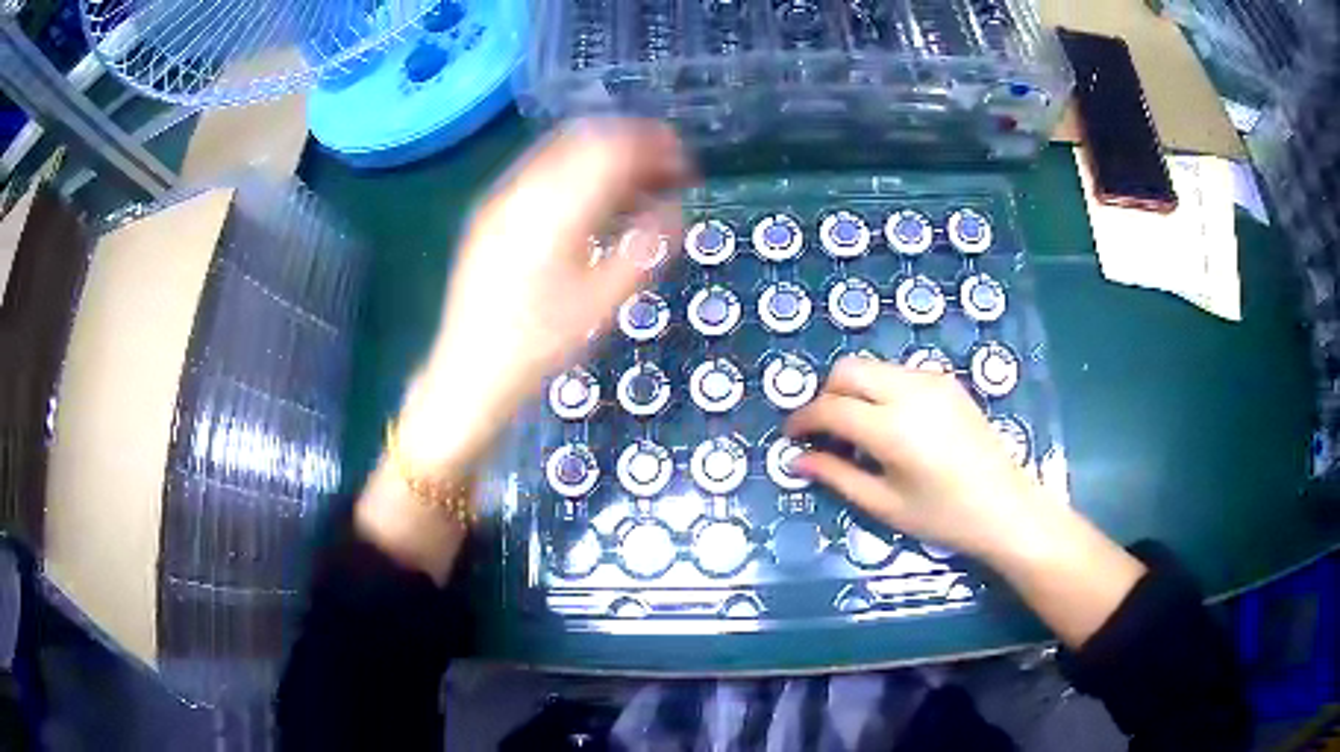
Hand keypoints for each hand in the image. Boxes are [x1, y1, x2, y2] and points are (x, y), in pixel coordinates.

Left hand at [356, 119, 690, 582]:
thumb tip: (673, 211)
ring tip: (633, 183)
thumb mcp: (603, 304)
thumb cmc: (539, 344)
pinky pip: (540, 169)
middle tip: (663, 168)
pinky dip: (575, 169)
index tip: (682, 163)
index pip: (611, 150)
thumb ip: (644, 249)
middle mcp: (524, 190)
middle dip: (631, 143)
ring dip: (603, 154)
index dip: (652, 147)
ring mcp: (501, 197)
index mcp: (555, 210)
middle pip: (586, 138)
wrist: (469, 369)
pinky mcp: (490, 211)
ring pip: (561, 149)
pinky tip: (591, 199)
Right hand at [785, 356, 1057, 562]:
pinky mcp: (946, 381)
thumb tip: (795, 460)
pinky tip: (891, 426)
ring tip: (859, 433)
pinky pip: (898, 373)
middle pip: (846, 370)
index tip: (792, 438)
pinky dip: (880, 390)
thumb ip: (836, 476)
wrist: (1005, 507)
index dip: (803, 420)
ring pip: (872, 367)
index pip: (830, 407)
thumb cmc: (943, 516)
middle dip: (825, 396)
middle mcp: (909, 391)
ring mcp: (931, 381)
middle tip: (825, 433)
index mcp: (892, 428)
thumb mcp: (884, 505)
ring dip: (853, 391)